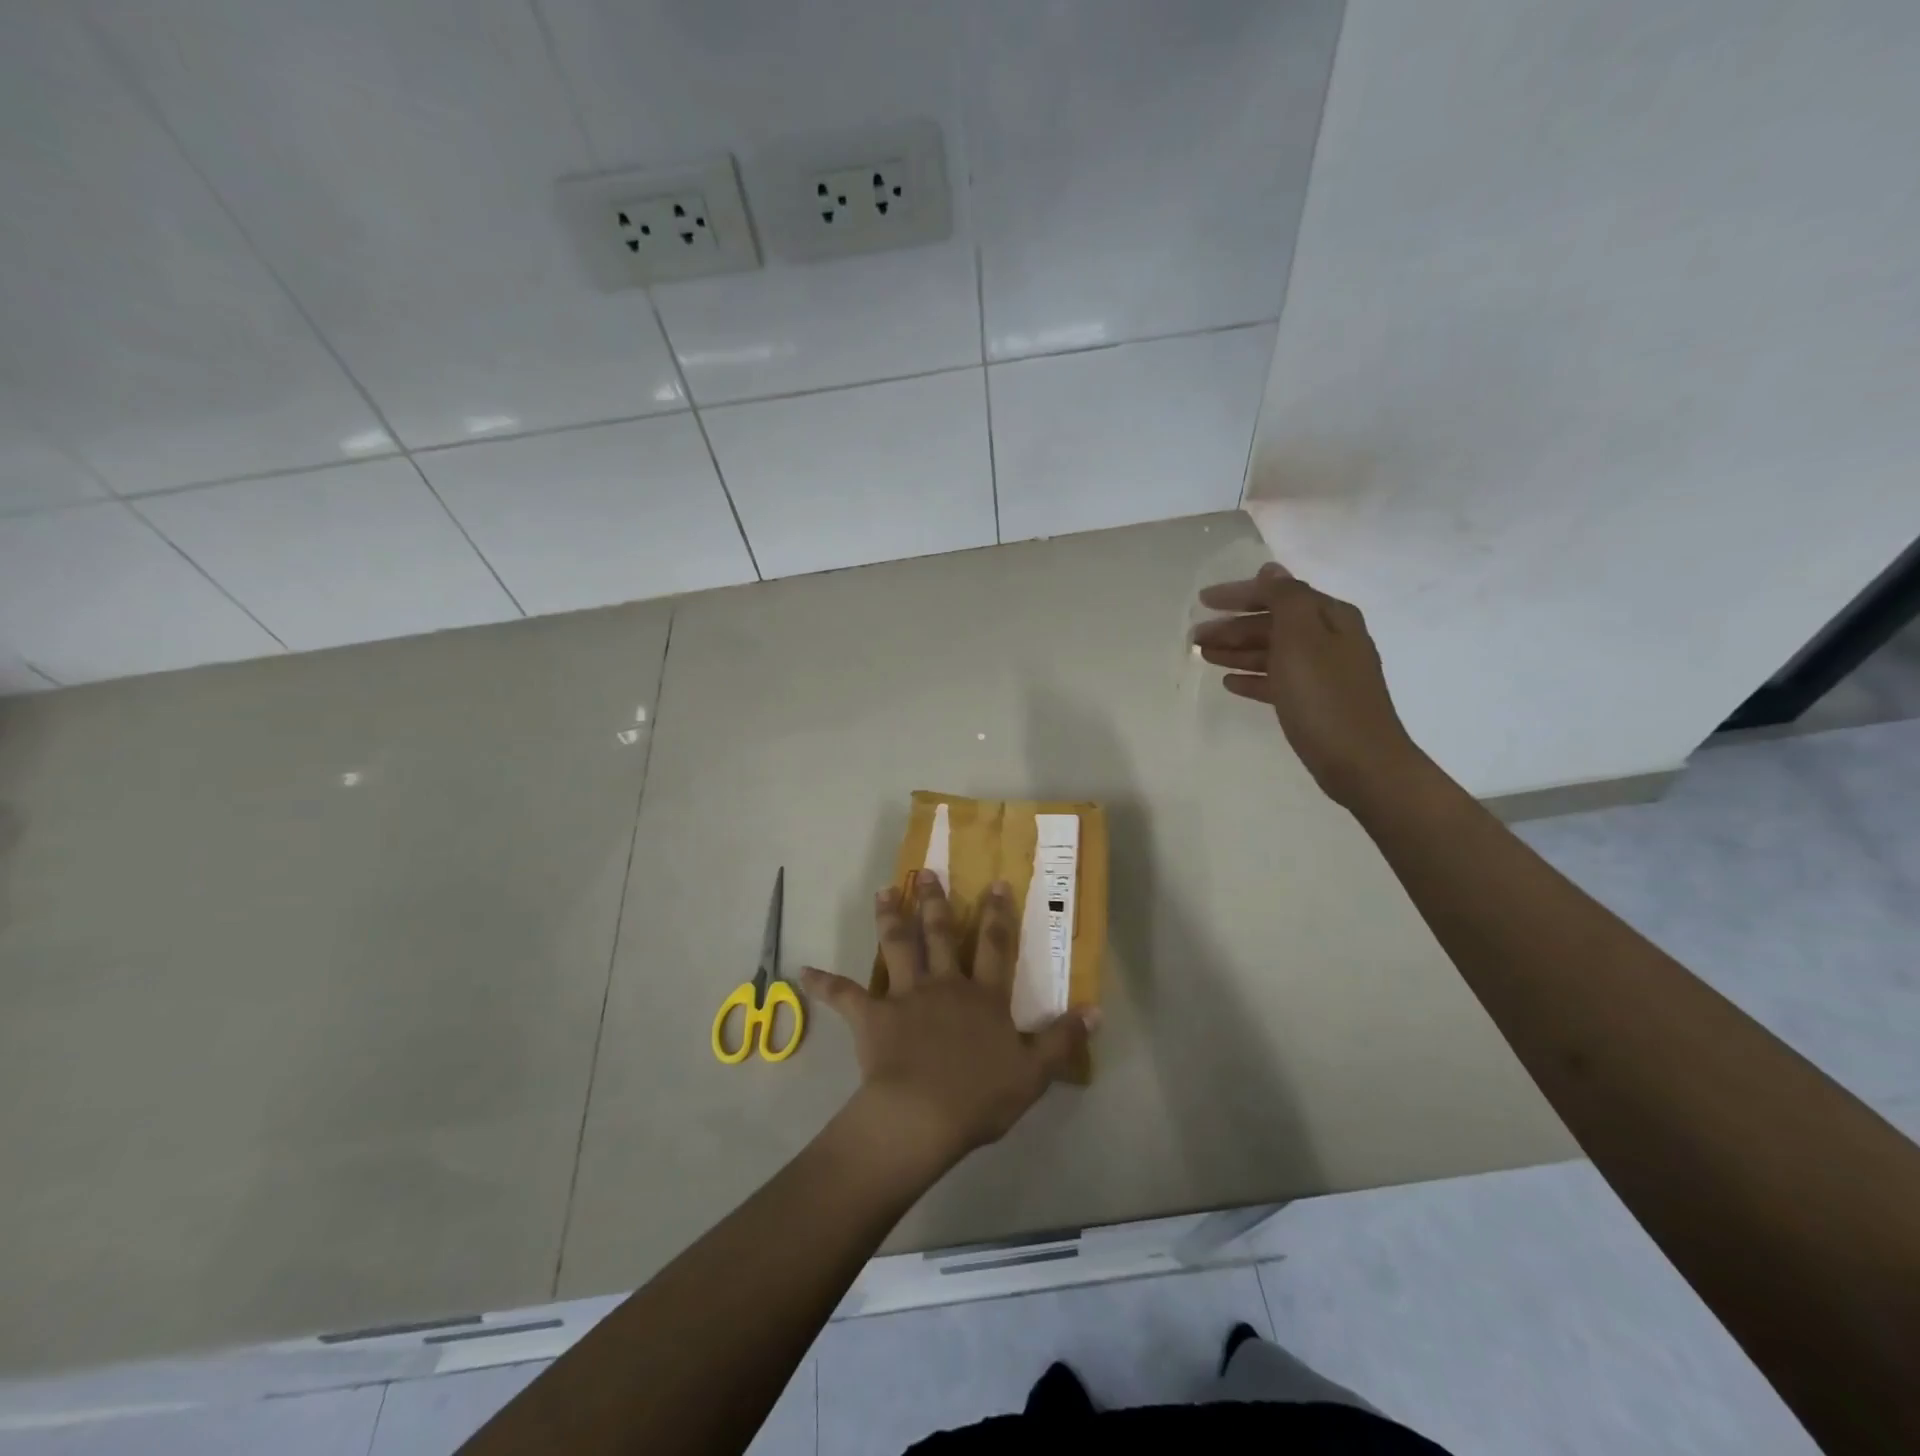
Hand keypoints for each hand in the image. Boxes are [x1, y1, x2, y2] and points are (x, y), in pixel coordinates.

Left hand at [801, 871, 1095, 1175]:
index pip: (993, 945)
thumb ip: (1063, 1038)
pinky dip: (825, 983)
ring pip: (897, 947)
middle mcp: (944, 985)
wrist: (923, 1115)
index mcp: (982, 996)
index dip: (996, 914)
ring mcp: (905, 997)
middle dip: (936, 901)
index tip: (995, 883)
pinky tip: (804, 971)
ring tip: (884, 890)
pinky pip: (846, 996)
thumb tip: (1095, 1009)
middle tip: (929, 872)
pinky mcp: (873, 1017)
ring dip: (890, 918)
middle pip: (940, 934)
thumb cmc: (980, 1095)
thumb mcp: (1034, 1072)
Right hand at [1193, 561, 1420, 806]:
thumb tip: (1271, 570)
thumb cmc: (1325, 696)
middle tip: (1195, 637)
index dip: (1239, 594)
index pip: (1278, 593)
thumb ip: (1285, 598)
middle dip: (1233, 626)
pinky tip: (1229, 682)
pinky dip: (1253, 677)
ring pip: (1271, 652)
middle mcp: (1330, 639)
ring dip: (1237, 650)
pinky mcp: (1315, 702)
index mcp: (1330, 617)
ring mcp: (1323, 673)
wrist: (1361, 762)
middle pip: (1273, 623)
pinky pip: (1277, 680)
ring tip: (1204, 656)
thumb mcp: (1302, 637)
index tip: (1202, 600)